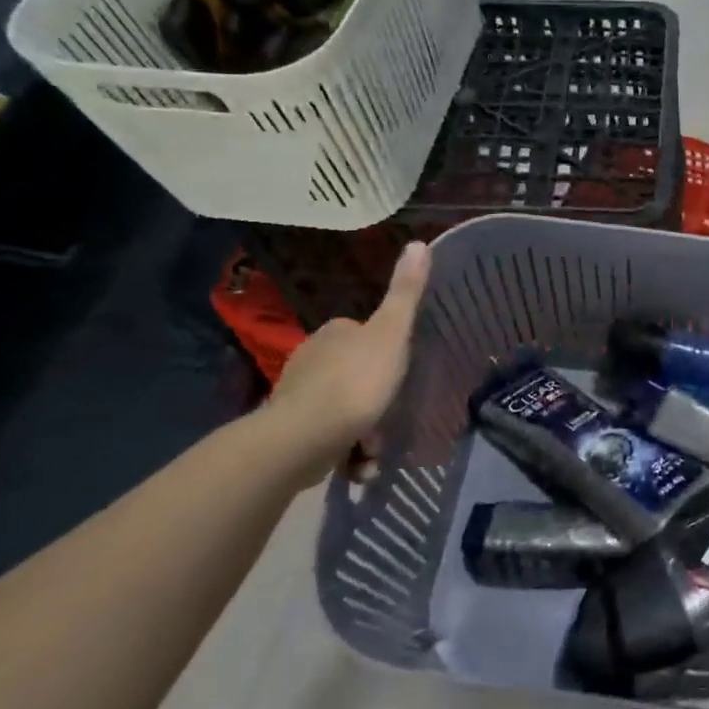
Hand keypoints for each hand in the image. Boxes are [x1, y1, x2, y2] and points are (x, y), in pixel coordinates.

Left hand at [262, 241, 430, 484]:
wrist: (303, 439)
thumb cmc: (356, 381)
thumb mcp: (391, 334)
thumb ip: (406, 293)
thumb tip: (419, 242)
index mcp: (335, 333)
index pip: (366, 335)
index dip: (387, 355)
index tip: (401, 376)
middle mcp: (311, 358)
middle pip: (357, 375)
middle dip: (376, 400)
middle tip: (392, 417)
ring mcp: (297, 396)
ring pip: (344, 410)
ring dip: (365, 433)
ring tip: (375, 451)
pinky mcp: (289, 431)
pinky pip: (328, 438)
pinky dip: (346, 452)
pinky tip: (358, 466)